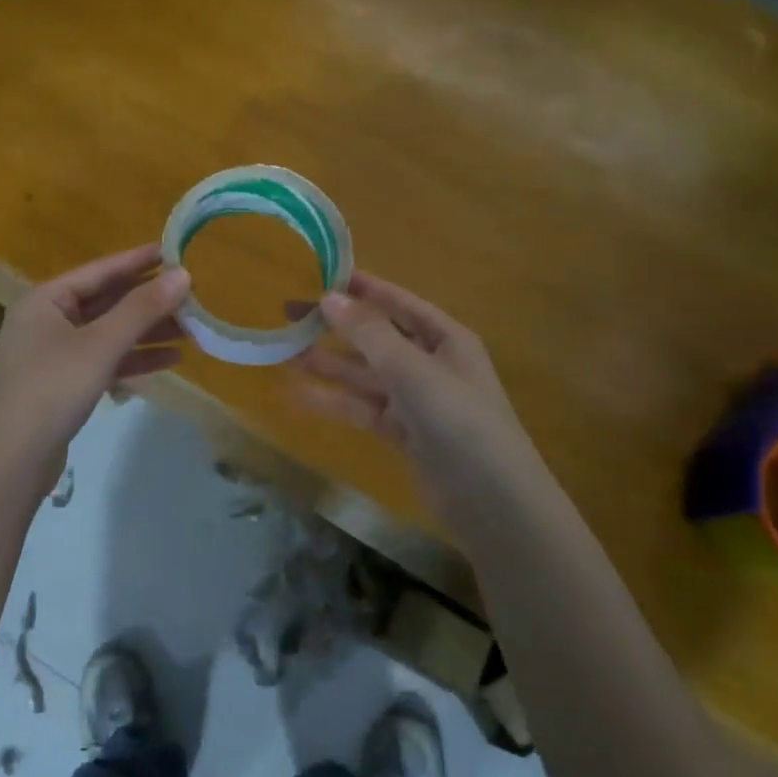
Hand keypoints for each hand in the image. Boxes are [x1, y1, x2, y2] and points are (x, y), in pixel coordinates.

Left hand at [0, 245, 190, 490]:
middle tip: (191, 296)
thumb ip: (142, 309)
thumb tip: (183, 274)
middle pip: (106, 303)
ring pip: (109, 334)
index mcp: (45, 300)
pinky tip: (170, 360)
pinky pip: (105, 362)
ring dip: (147, 332)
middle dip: (148, 302)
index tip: (173, 252)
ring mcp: (54, 356)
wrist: (9, 461)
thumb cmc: (52, 389)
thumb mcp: (100, 345)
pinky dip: (134, 360)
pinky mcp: (64, 386)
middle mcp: (47, 321)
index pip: (99, 271)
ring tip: (191, 329)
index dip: (137, 261)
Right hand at [292, 270, 544, 536]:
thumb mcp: (413, 370)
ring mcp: (417, 401)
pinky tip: (299, 395)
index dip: (363, 288)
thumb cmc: (459, 421)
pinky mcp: (404, 434)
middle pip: (376, 338)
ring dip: (329, 365)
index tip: (322, 274)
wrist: (492, 502)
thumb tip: (328, 298)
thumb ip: (369, 334)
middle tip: (290, 315)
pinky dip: (335, 402)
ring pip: (365, 375)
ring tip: (285, 353)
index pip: (399, 302)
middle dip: (336, 327)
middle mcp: (431, 364)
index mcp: (445, 338)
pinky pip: (363, 409)